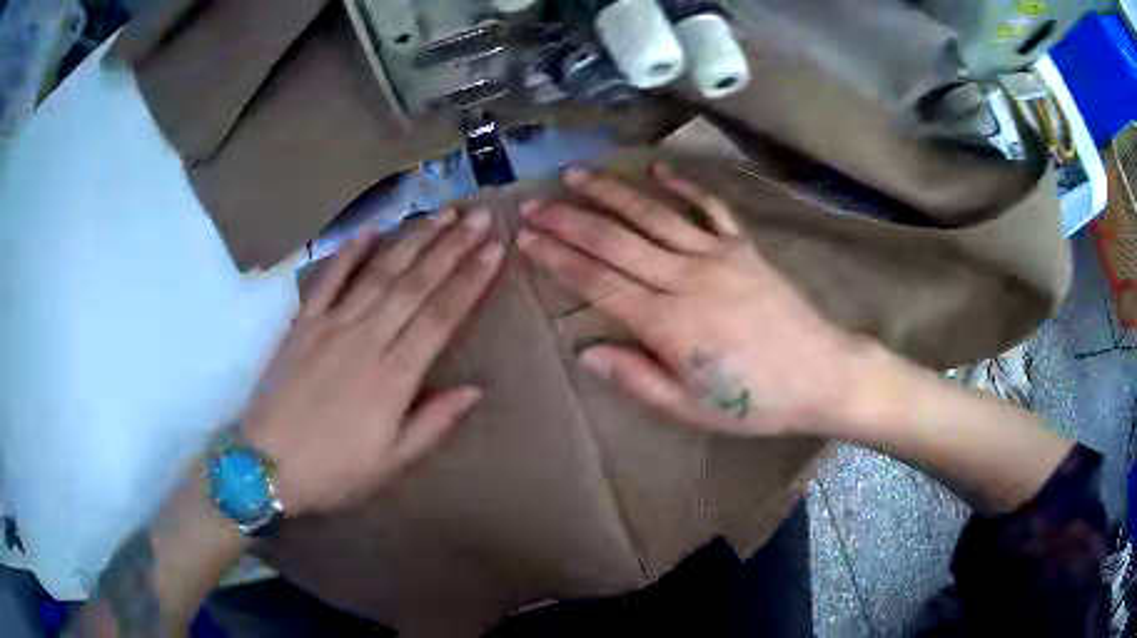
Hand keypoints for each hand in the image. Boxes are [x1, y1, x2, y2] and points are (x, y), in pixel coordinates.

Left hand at [243, 209, 503, 515]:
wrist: (266, 465)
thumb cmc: (333, 471)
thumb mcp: (391, 462)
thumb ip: (433, 424)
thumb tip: (475, 390)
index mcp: (393, 377)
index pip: (440, 317)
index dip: (470, 282)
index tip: (494, 251)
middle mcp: (366, 339)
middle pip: (415, 285)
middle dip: (452, 247)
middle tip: (479, 217)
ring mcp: (331, 325)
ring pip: (380, 273)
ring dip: (413, 240)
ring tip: (442, 213)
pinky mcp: (303, 322)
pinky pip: (329, 279)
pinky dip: (350, 251)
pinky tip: (371, 228)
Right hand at [518, 164, 877, 437]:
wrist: (822, 376)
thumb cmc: (756, 402)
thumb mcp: (691, 409)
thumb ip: (636, 378)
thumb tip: (585, 351)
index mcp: (668, 324)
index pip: (598, 282)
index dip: (558, 259)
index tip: (527, 240)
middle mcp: (687, 279)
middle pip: (615, 241)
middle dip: (568, 220)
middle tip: (534, 205)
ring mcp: (718, 256)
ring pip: (653, 215)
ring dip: (610, 192)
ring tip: (576, 175)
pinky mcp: (744, 247)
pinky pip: (709, 207)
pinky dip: (682, 185)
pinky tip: (656, 169)